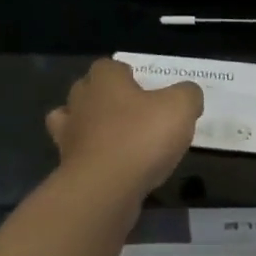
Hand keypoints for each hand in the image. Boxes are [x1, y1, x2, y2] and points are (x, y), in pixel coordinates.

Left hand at [46, 58, 202, 200]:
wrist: (104, 189)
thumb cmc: (141, 138)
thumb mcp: (180, 108)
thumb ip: (187, 94)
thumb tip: (188, 94)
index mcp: (105, 80)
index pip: (110, 66)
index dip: (127, 74)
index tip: (145, 88)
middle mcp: (80, 102)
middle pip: (89, 90)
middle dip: (106, 97)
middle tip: (134, 112)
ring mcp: (68, 135)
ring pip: (75, 121)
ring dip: (91, 126)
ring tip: (116, 138)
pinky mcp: (67, 165)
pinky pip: (79, 153)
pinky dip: (91, 155)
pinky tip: (110, 164)